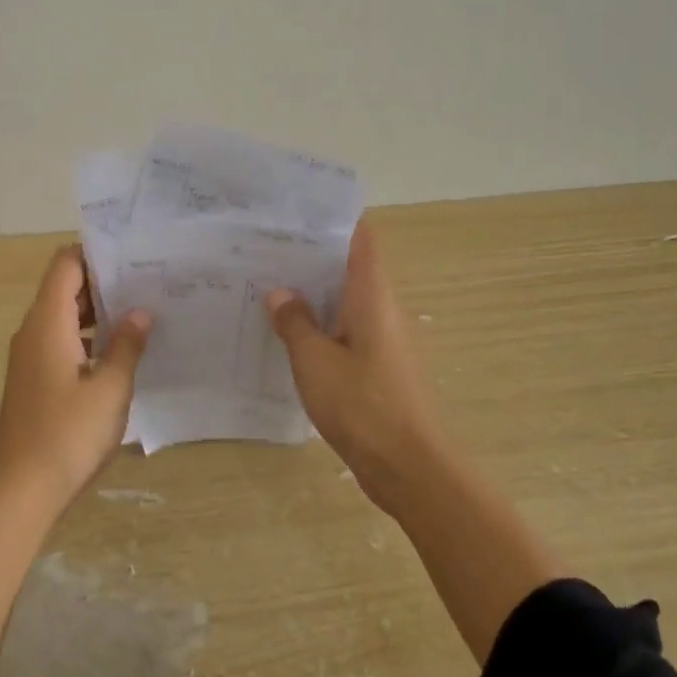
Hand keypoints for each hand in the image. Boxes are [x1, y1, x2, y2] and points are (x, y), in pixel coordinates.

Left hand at [0, 245, 149, 510]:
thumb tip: (141, 312)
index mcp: (48, 323)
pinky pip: (63, 341)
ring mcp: (32, 357)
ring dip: (99, 311)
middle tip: (149, 279)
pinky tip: (122, 351)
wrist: (18, 492)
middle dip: (104, 281)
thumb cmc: (66, 434)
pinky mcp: (36, 380)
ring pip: (66, 316)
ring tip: (144, 310)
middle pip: (66, 287)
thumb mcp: (110, 388)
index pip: (66, 264)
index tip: (133, 253)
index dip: (95, 252)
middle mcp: (35, 331)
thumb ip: (127, 345)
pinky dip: (90, 337)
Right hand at [267, 222, 439, 512]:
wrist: (409, 467)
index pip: (361, 239)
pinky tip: (288, 333)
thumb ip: (295, 323)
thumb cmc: (363, 405)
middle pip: (350, 268)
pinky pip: (346, 332)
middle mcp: (382, 310)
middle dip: (312, 255)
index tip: (299, 209)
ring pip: (346, 302)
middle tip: (267, 246)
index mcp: (372, 296)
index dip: (335, 218)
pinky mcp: (378, 368)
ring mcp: (382, 340)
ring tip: (268, 283)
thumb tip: (280, 292)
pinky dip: (320, 325)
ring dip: (314, 293)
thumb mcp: (315, 361)